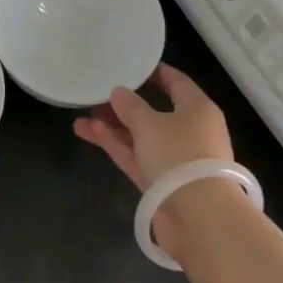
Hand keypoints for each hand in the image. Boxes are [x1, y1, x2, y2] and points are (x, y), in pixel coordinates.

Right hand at [73, 63, 231, 189]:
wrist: (199, 217)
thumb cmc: (179, 155)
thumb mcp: (150, 124)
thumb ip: (131, 107)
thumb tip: (119, 92)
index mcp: (198, 110)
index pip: (177, 83)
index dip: (155, 73)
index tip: (133, 65)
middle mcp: (190, 132)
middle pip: (155, 112)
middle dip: (126, 105)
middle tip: (99, 94)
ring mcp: (176, 160)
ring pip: (142, 137)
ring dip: (115, 127)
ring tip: (83, 116)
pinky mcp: (163, 183)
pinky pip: (138, 157)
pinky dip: (118, 145)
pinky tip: (92, 132)